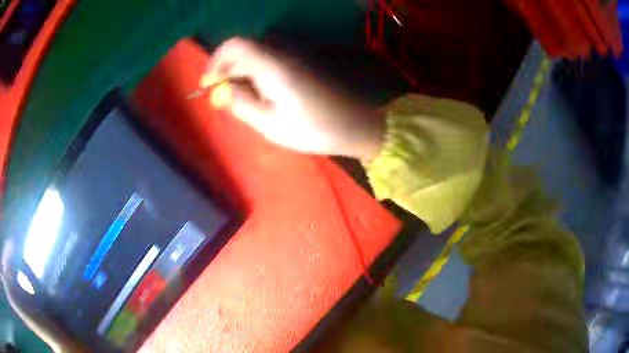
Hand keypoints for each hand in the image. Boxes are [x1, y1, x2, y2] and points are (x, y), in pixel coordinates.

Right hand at [202, 37, 384, 159]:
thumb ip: (241, 103)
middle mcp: (281, 56)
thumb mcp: (271, 124)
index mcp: (273, 66)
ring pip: (255, 60)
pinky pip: (268, 66)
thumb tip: (221, 90)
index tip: (209, 85)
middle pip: (244, 52)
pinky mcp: (298, 68)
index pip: (235, 45)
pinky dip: (255, 79)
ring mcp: (292, 60)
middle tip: (225, 102)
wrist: (354, 125)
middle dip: (227, 72)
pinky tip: (260, 101)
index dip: (216, 60)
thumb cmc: (314, 129)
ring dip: (241, 77)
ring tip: (242, 105)